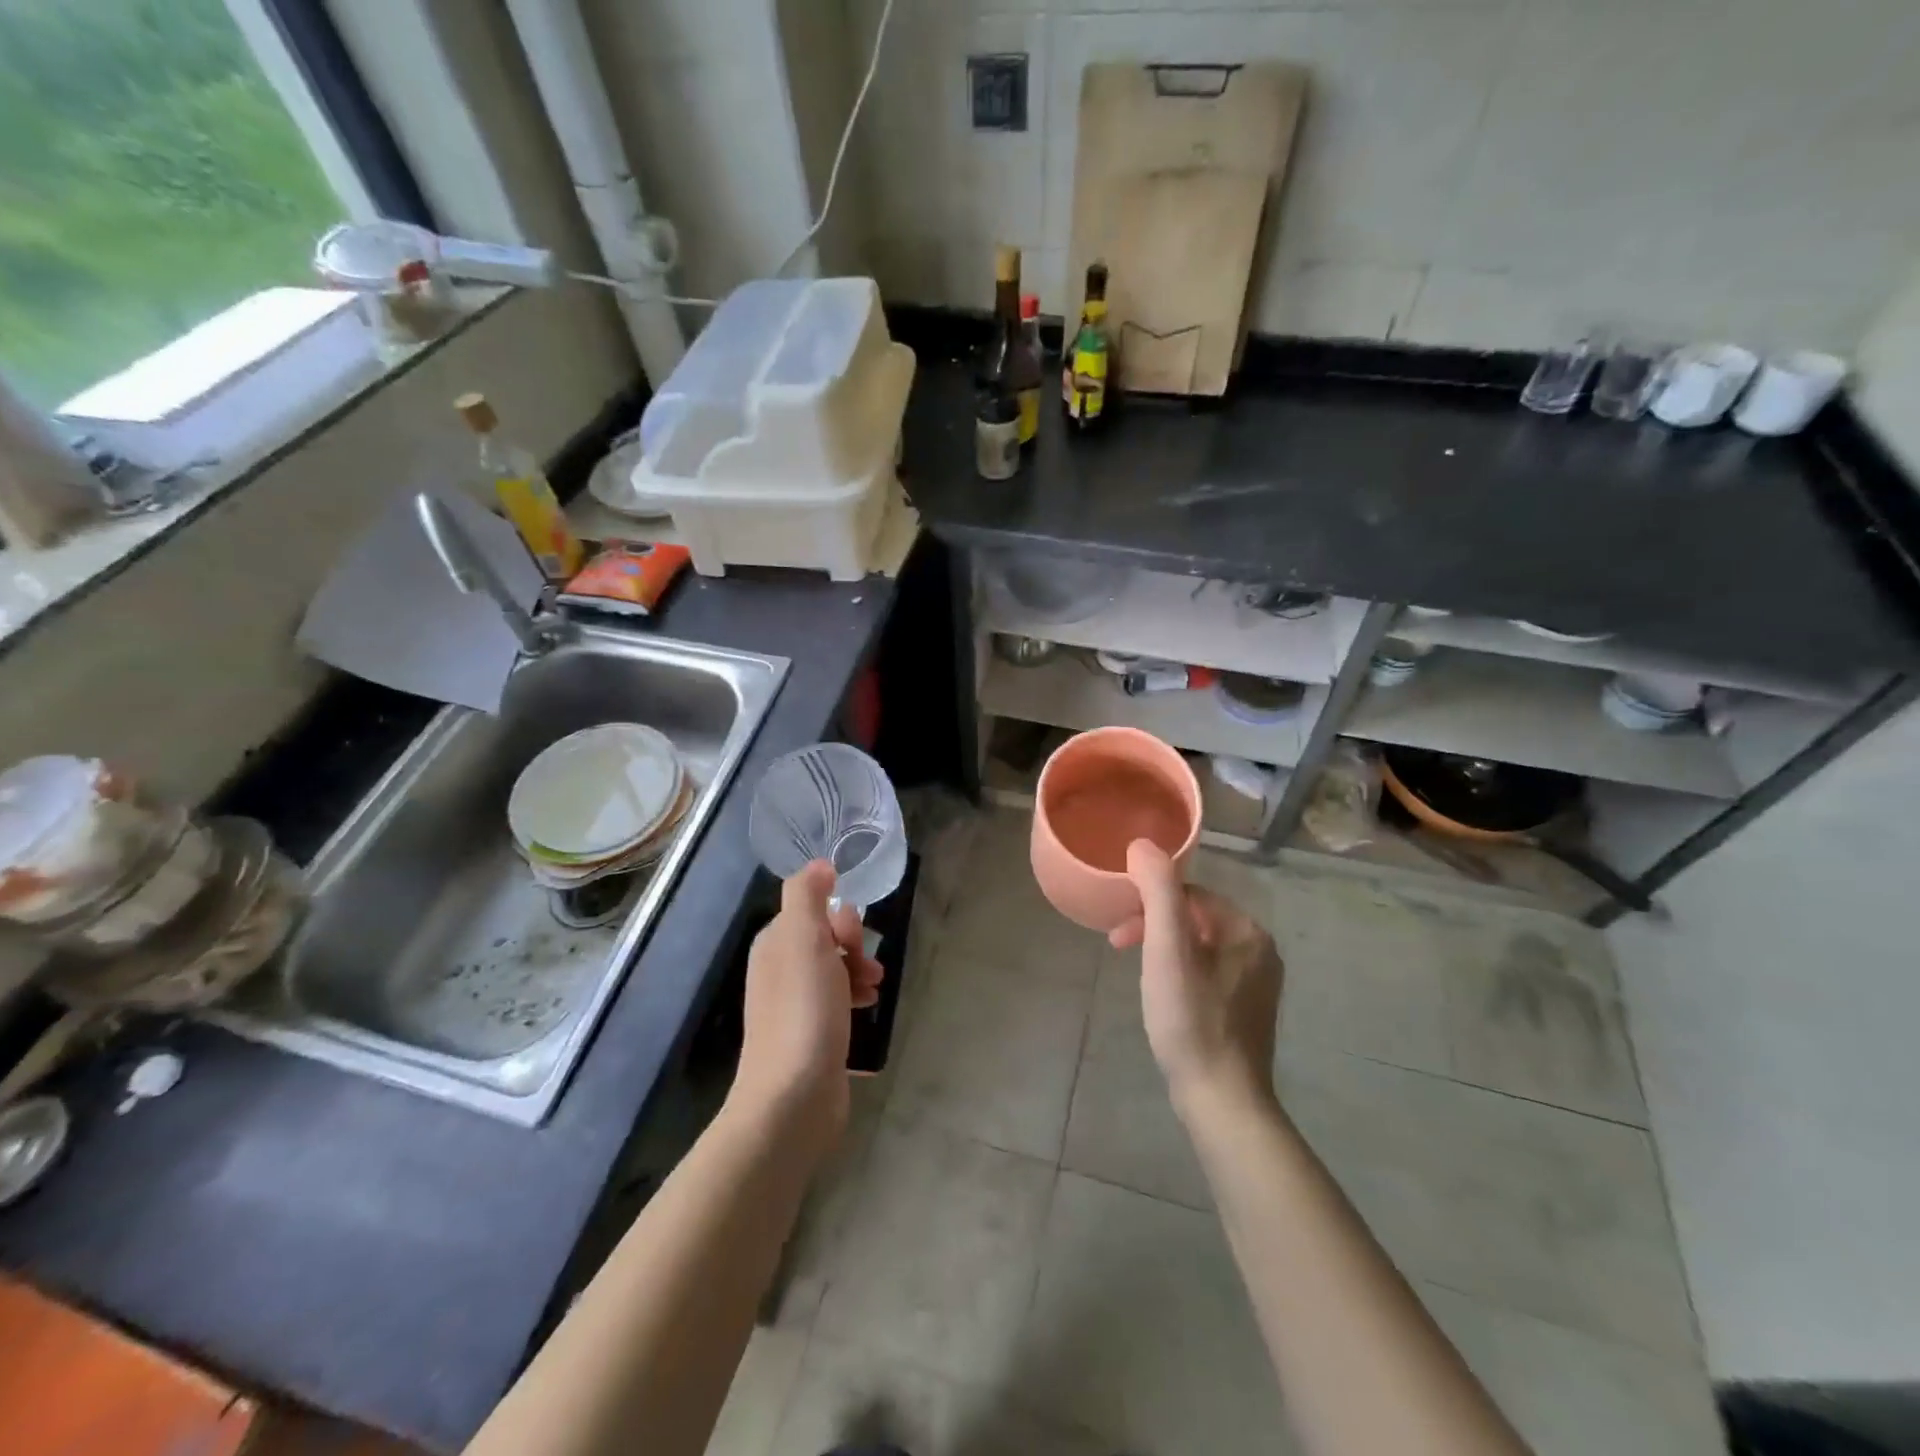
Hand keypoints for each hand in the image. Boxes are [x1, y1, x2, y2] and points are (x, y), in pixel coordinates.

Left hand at [732, 861, 884, 1134]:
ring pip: (834, 971)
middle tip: (868, 968)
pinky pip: (837, 1002)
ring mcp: (794, 1007)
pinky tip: (868, 1010)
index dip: (839, 920)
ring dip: (859, 972)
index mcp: (774, 945)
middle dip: (854, 946)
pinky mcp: (810, 1037)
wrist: (793, 1097)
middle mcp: (779, 971)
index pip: (812, 911)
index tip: (853, 940)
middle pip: (825, 939)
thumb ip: (807, 895)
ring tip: (875, 990)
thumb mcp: (803, 938)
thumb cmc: (803, 1010)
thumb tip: (819, 864)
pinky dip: (854, 998)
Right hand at [1110, 840, 1283, 1114]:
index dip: (1148, 905)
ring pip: (1199, 947)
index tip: (1118, 934)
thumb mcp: (1167, 949)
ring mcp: (1258, 983)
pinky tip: (1165, 998)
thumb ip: (1158, 891)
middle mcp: (1262, 950)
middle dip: (1153, 927)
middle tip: (1121, 950)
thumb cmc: (1190, 1018)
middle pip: (1194, 919)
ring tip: (1140, 976)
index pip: (1189, 895)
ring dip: (1164, 950)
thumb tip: (1143, 844)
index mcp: (1248, 930)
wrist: (1222, 1099)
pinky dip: (1180, 974)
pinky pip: (1209, 973)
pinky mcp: (1249, 1011)